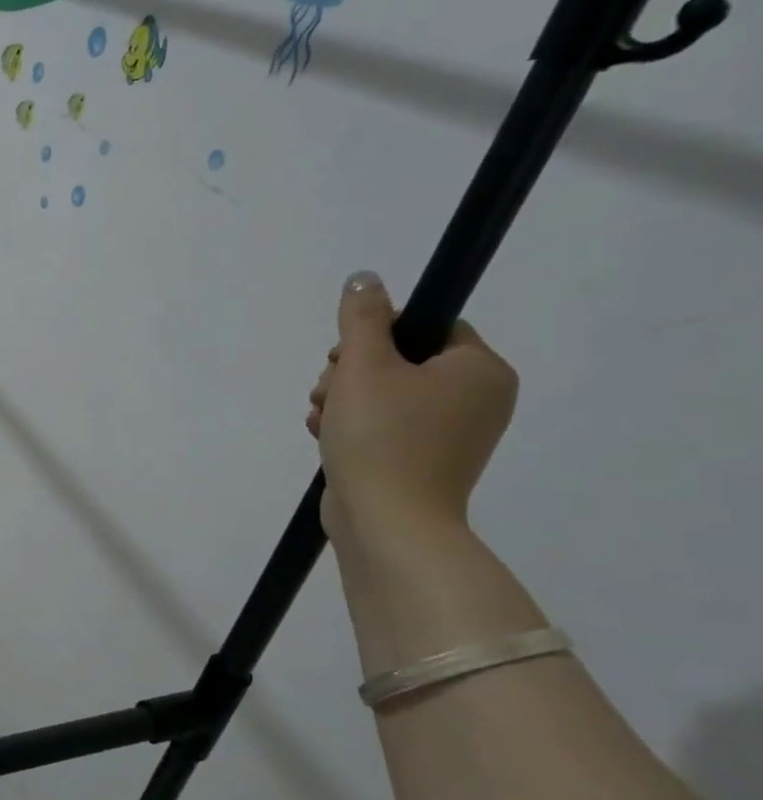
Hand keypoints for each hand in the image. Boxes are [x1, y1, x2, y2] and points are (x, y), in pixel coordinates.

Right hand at [307, 271, 518, 546]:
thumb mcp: (363, 365)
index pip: (428, 327)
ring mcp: (451, 433)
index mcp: (479, 370)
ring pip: (384, 393)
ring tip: (321, 418)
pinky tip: (324, 435)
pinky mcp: (422, 459)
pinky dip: (350, 424)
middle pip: (400, 360)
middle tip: (328, 391)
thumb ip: (362, 318)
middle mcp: (477, 399)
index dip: (377, 334)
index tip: (344, 355)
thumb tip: (366, 279)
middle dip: (350, 372)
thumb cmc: (381, 436)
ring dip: (341, 399)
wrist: (387, 521)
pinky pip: (383, 424)